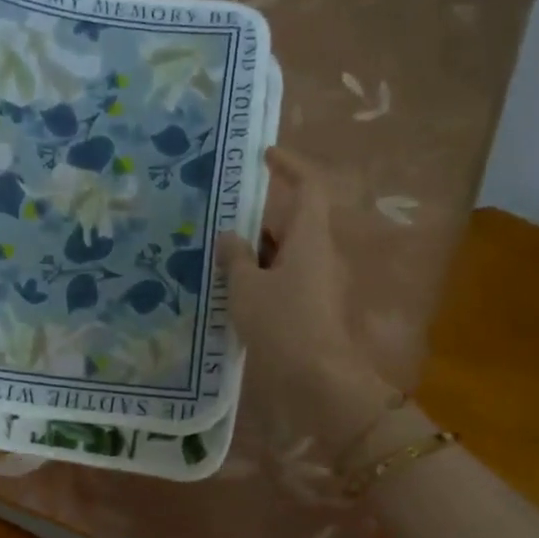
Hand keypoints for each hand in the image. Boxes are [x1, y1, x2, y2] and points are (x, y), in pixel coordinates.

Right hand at [217, 147, 403, 453]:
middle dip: (257, 221)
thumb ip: (235, 257)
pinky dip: (262, 278)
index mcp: (310, 237)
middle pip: (291, 223)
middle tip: (219, 223)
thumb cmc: (282, 324)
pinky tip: (234, 294)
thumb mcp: (246, 288)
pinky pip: (286, 279)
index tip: (263, 157)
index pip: (308, 186)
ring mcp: (320, 283)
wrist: (317, 379)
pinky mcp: (314, 308)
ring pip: (286, 254)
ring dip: (256, 253)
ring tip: (218, 261)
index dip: (289, 166)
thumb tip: (228, 237)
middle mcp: (321, 254)